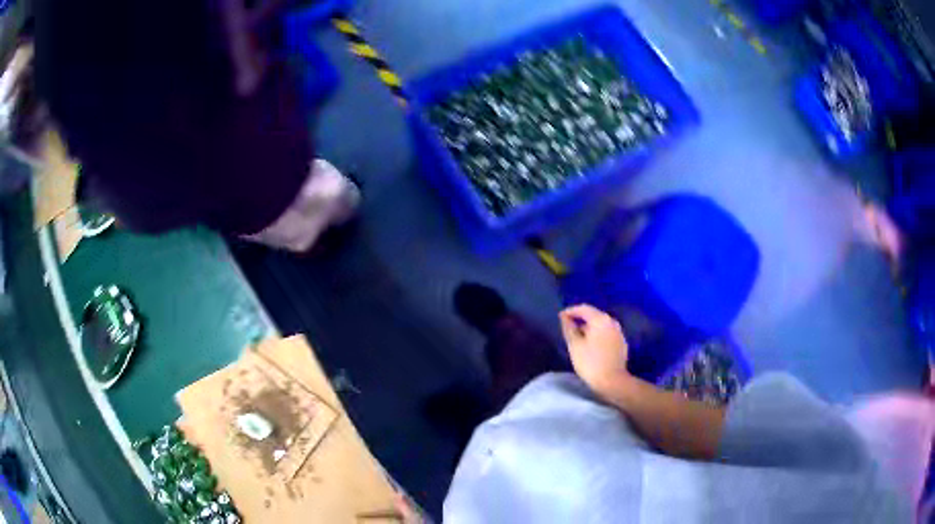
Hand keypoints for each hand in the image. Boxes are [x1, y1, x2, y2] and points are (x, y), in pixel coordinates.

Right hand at [559, 304, 628, 393]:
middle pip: (594, 315)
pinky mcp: (622, 343)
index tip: (560, 317)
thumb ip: (568, 328)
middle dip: (580, 319)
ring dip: (589, 328)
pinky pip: (607, 334)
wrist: (612, 381)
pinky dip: (598, 335)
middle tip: (568, 328)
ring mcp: (619, 332)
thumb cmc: (590, 362)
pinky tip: (591, 345)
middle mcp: (612, 322)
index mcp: (600, 319)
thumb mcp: (574, 345)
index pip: (583, 308)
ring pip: (601, 325)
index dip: (570, 311)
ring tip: (578, 337)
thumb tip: (564, 317)